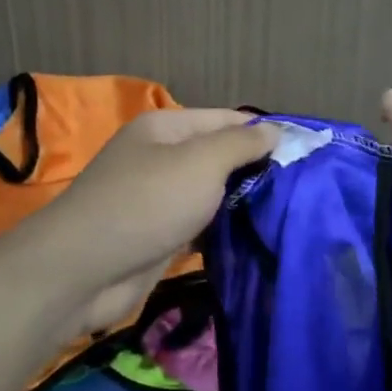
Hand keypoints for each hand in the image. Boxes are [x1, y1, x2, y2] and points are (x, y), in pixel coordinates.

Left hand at [20, 108, 278, 336]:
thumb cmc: (147, 203)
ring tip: (287, 214)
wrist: (86, 270)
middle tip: (301, 190)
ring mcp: (156, 198)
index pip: (226, 120)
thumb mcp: (201, 162)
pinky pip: (198, 226)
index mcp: (166, 127)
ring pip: (209, 195)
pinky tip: (253, 239)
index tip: (305, 155)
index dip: (264, 133)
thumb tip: (275, 131)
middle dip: (255, 171)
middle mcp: (160, 157)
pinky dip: (221, 232)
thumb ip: (241, 144)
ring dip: (240, 204)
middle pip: (218, 157)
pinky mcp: (157, 235)